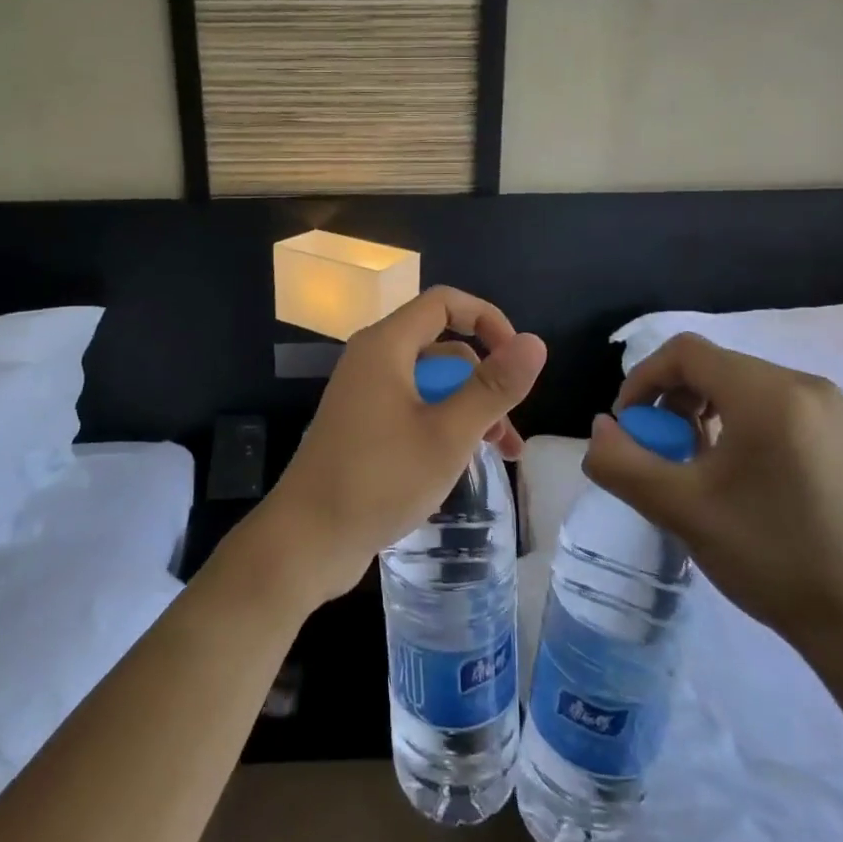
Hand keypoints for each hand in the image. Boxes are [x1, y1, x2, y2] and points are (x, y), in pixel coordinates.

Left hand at [252, 287, 547, 607]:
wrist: (307, 538)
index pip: (445, 303)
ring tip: (499, 454)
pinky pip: (411, 408)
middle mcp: (372, 359)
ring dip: (467, 409)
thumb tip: (535, 343)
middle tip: (508, 430)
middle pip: (441, 347)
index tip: (518, 360)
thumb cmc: (379, 480)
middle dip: (482, 381)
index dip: (488, 320)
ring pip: (430, 384)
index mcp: (386, 346)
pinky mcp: (362, 425)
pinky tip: (461, 462)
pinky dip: (441, 425)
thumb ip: (493, 387)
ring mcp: (364, 394)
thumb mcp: (448, 435)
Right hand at [583, 332, 842, 654]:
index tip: (628, 428)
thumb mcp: (679, 509)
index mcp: (768, 394)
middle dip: (668, 400)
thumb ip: (622, 461)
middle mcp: (801, 384)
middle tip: (655, 450)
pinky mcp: (831, 431)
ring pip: (734, 383)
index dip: (642, 380)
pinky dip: (728, 422)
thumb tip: (600, 428)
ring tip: (686, 462)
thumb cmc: (769, 556)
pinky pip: (762, 403)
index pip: (685, 353)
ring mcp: (823, 407)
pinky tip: (724, 469)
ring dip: (695, 412)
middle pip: (710, 365)